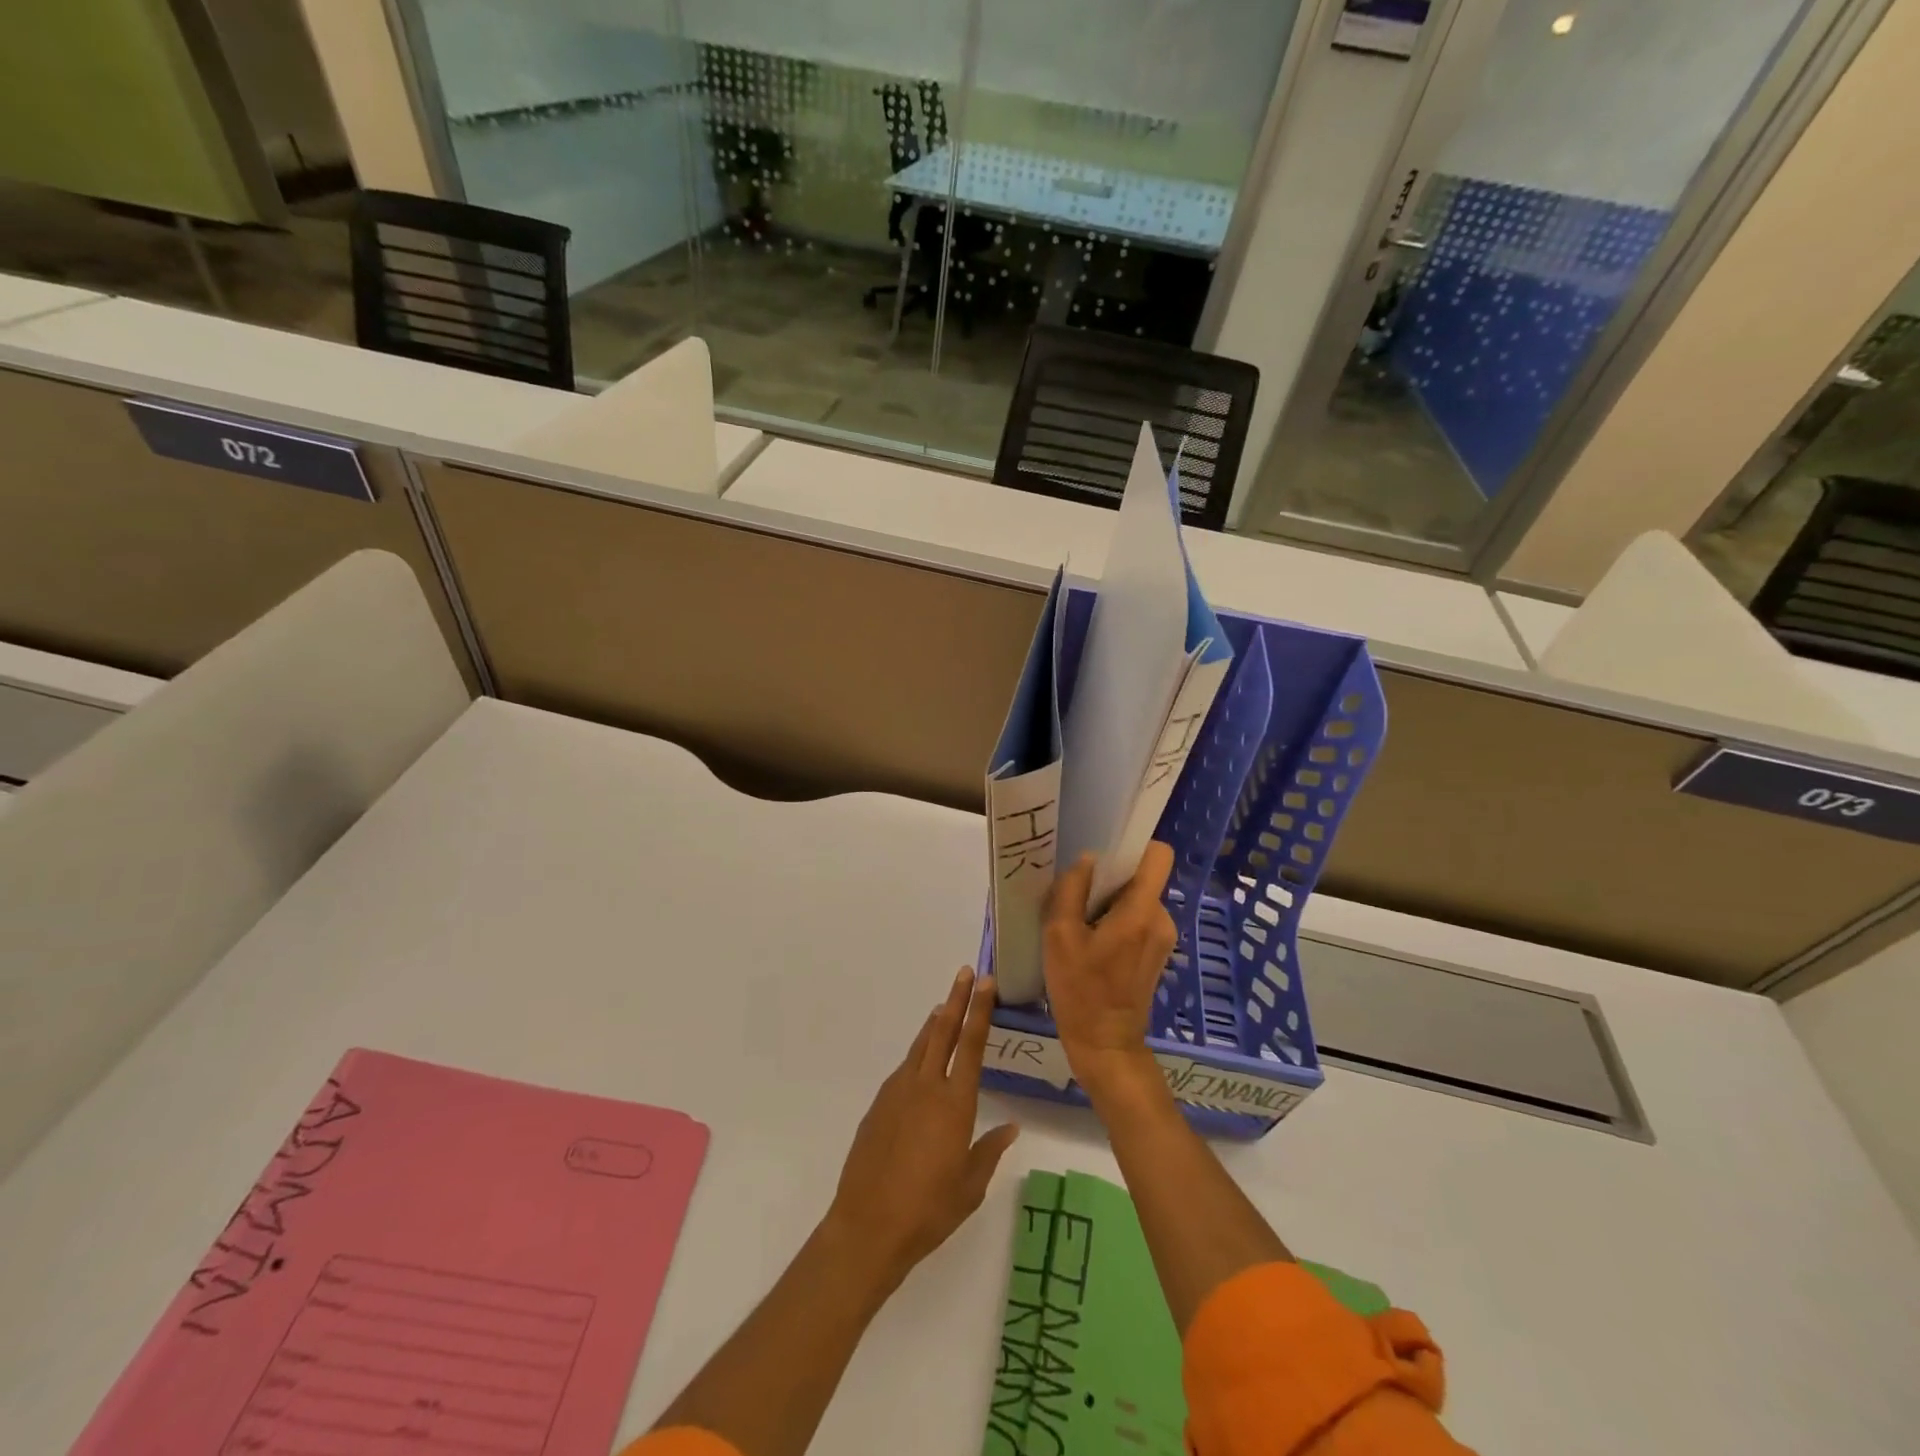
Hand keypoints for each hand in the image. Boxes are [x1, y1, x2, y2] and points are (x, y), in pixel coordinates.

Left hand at [825, 969, 1020, 1293]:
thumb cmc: (929, 1210)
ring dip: (935, 1024)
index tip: (984, 983)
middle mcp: (926, 1087)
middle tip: (965, 973)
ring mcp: (898, 1093)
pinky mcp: (878, 1105)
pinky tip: (921, 1061)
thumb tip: (1009, 1127)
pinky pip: (904, 1069)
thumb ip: (989, 1151)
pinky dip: (917, 1054)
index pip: (971, 1045)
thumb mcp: (970, 1186)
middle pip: (943, 1032)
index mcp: (954, 1103)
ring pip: (920, 1047)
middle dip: (956, 1000)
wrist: (869, 1226)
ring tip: (944, 1006)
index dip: (979, 1011)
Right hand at [1043, 843, 1177, 1097]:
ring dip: (1111, 903)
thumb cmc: (1080, 990)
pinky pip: (1138, 920)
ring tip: (1081, 924)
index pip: (1159, 855)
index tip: (1105, 852)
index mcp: (1142, 911)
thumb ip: (1071, 891)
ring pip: (1137, 899)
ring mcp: (1162, 938)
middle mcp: (1161, 919)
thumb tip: (1087, 860)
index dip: (1135, 845)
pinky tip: (1092, 943)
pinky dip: (1117, 921)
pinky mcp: (1156, 954)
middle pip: (1142, 877)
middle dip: (1112, 880)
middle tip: (1078, 896)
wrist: (1105, 1044)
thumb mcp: (1060, 937)